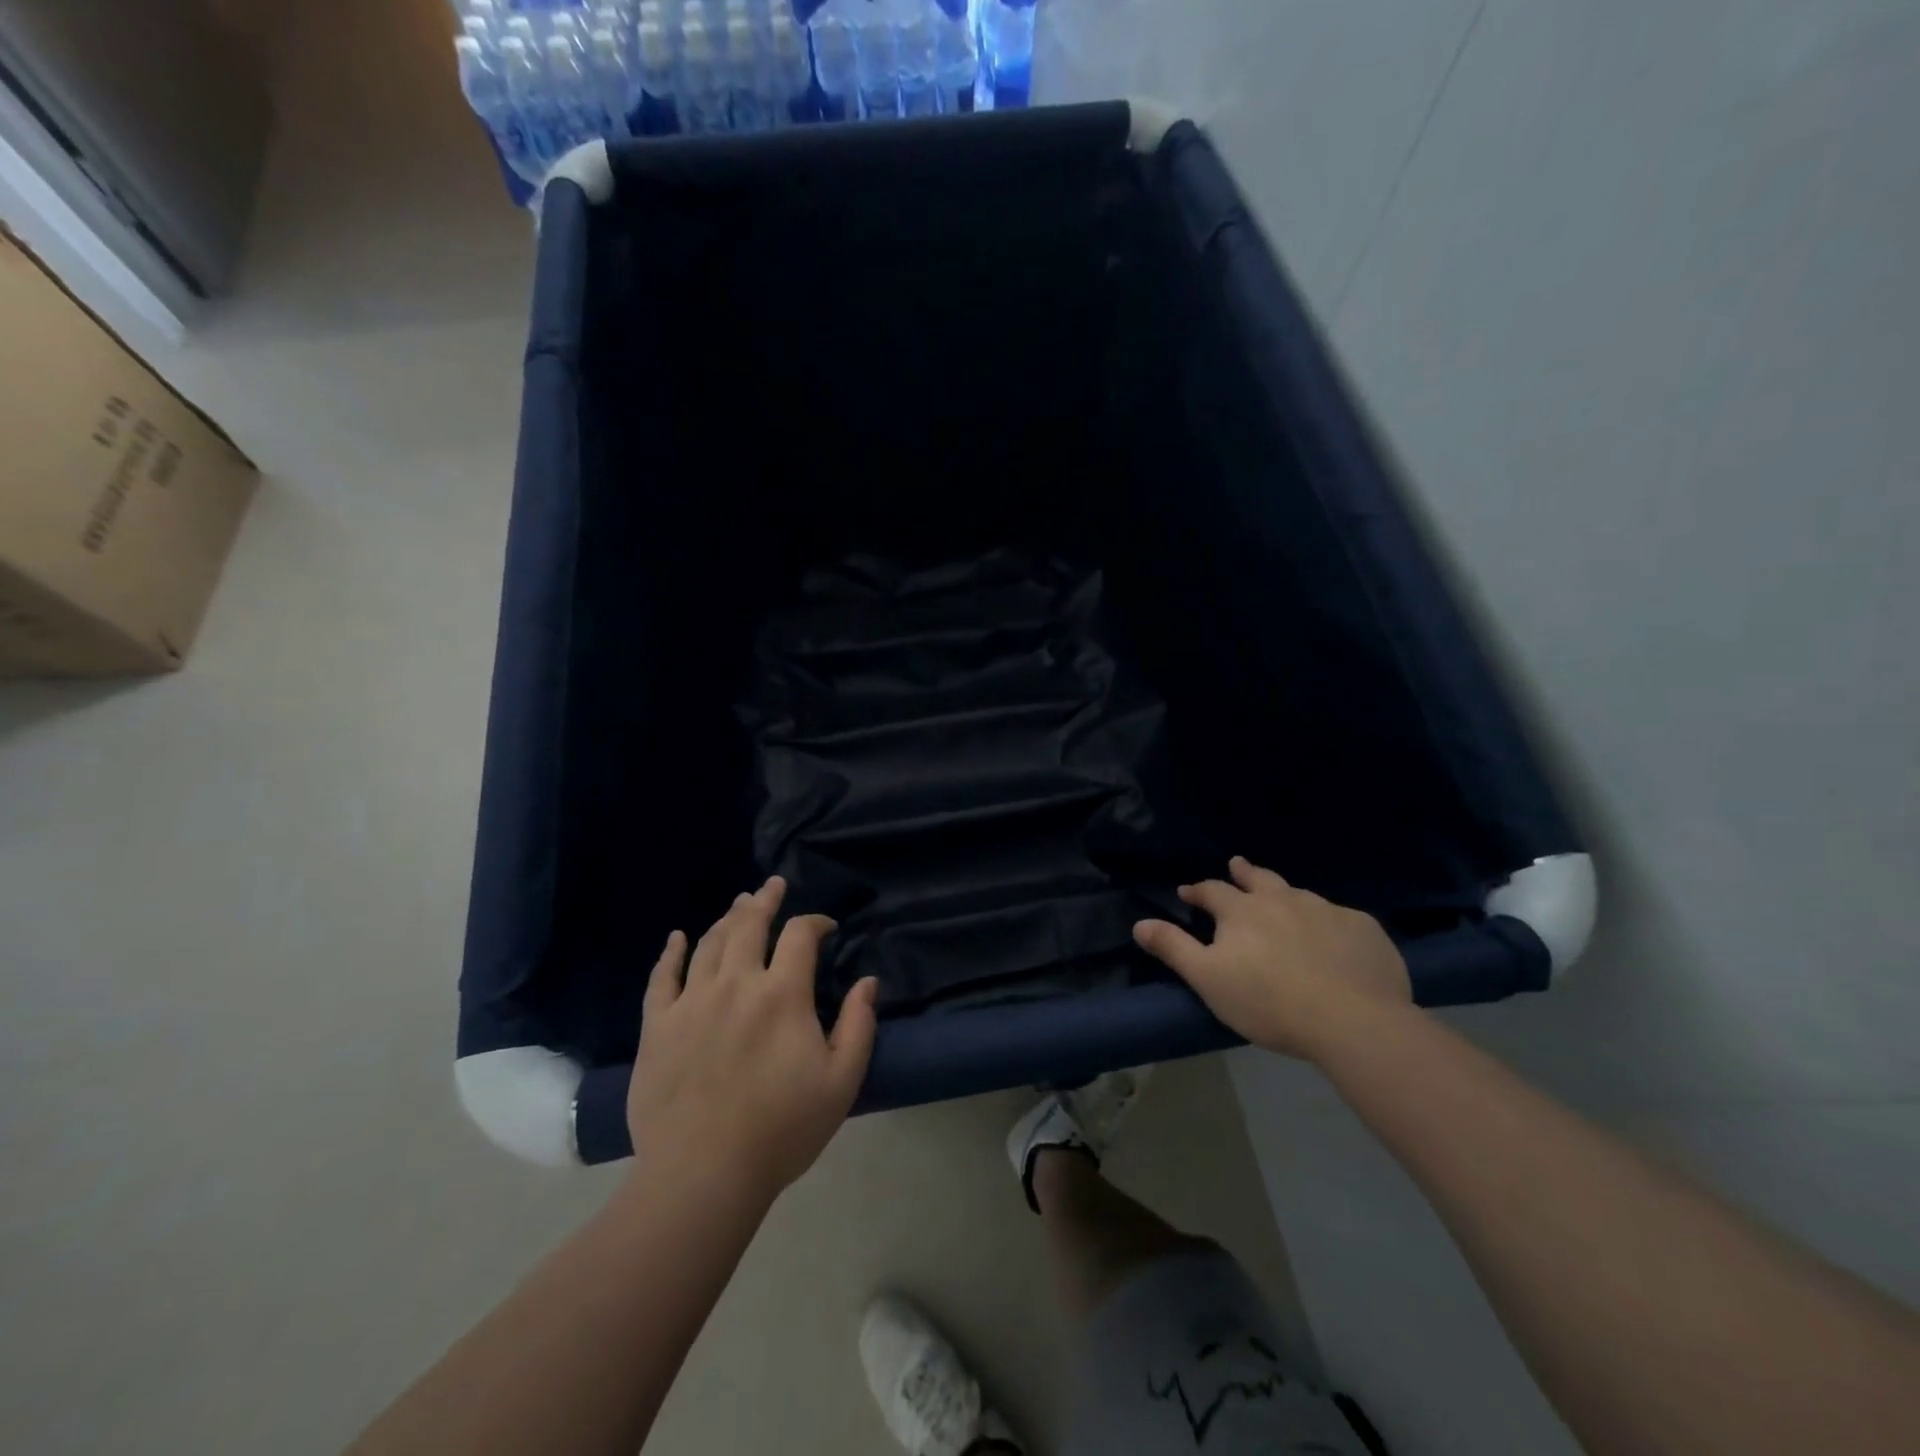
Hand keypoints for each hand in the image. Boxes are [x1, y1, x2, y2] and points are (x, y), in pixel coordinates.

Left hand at [628, 877, 878, 1201]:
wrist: (703, 1176)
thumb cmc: (782, 1130)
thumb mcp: (841, 1082)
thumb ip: (859, 1025)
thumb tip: (867, 981)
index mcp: (782, 994)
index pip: (800, 935)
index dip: (815, 921)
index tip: (826, 927)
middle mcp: (735, 984)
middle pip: (749, 924)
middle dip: (765, 900)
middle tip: (773, 885)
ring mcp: (691, 1002)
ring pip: (709, 943)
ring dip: (727, 918)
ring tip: (739, 905)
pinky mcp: (658, 1026)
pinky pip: (662, 977)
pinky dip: (671, 952)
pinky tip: (677, 937)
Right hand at [1134, 856, 1411, 1061]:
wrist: (1353, 1020)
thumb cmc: (1268, 1001)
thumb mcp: (1208, 979)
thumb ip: (1173, 948)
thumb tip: (1139, 923)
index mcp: (1242, 910)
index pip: (1212, 891)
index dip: (1198, 891)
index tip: (1187, 892)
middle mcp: (1283, 899)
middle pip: (1259, 878)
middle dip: (1244, 873)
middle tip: (1237, 865)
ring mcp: (1327, 910)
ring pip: (1299, 894)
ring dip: (1285, 895)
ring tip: (1283, 899)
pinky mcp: (1363, 928)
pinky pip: (1340, 918)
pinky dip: (1328, 922)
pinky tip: (1332, 936)